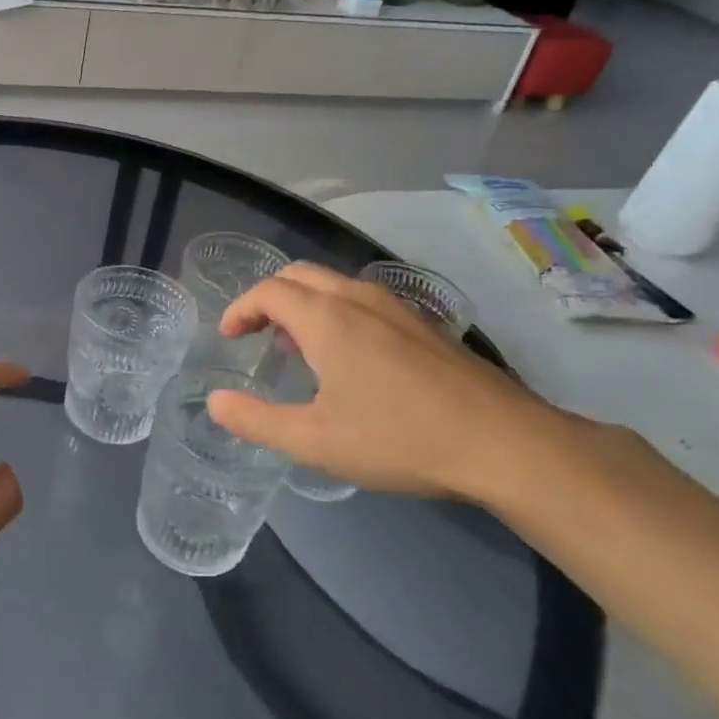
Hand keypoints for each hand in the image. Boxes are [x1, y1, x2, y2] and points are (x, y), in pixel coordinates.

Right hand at [208, 263, 584, 504]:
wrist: (504, 443)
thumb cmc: (398, 438)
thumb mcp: (314, 441)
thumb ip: (256, 420)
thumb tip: (215, 402)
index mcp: (327, 319)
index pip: (268, 291)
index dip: (240, 309)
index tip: (228, 336)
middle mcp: (358, 300)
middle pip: (299, 275)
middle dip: (268, 298)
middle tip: (255, 335)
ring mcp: (396, 308)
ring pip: (334, 284)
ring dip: (303, 304)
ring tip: (296, 347)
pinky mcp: (423, 324)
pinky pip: (362, 300)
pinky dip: (334, 311)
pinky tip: (347, 358)